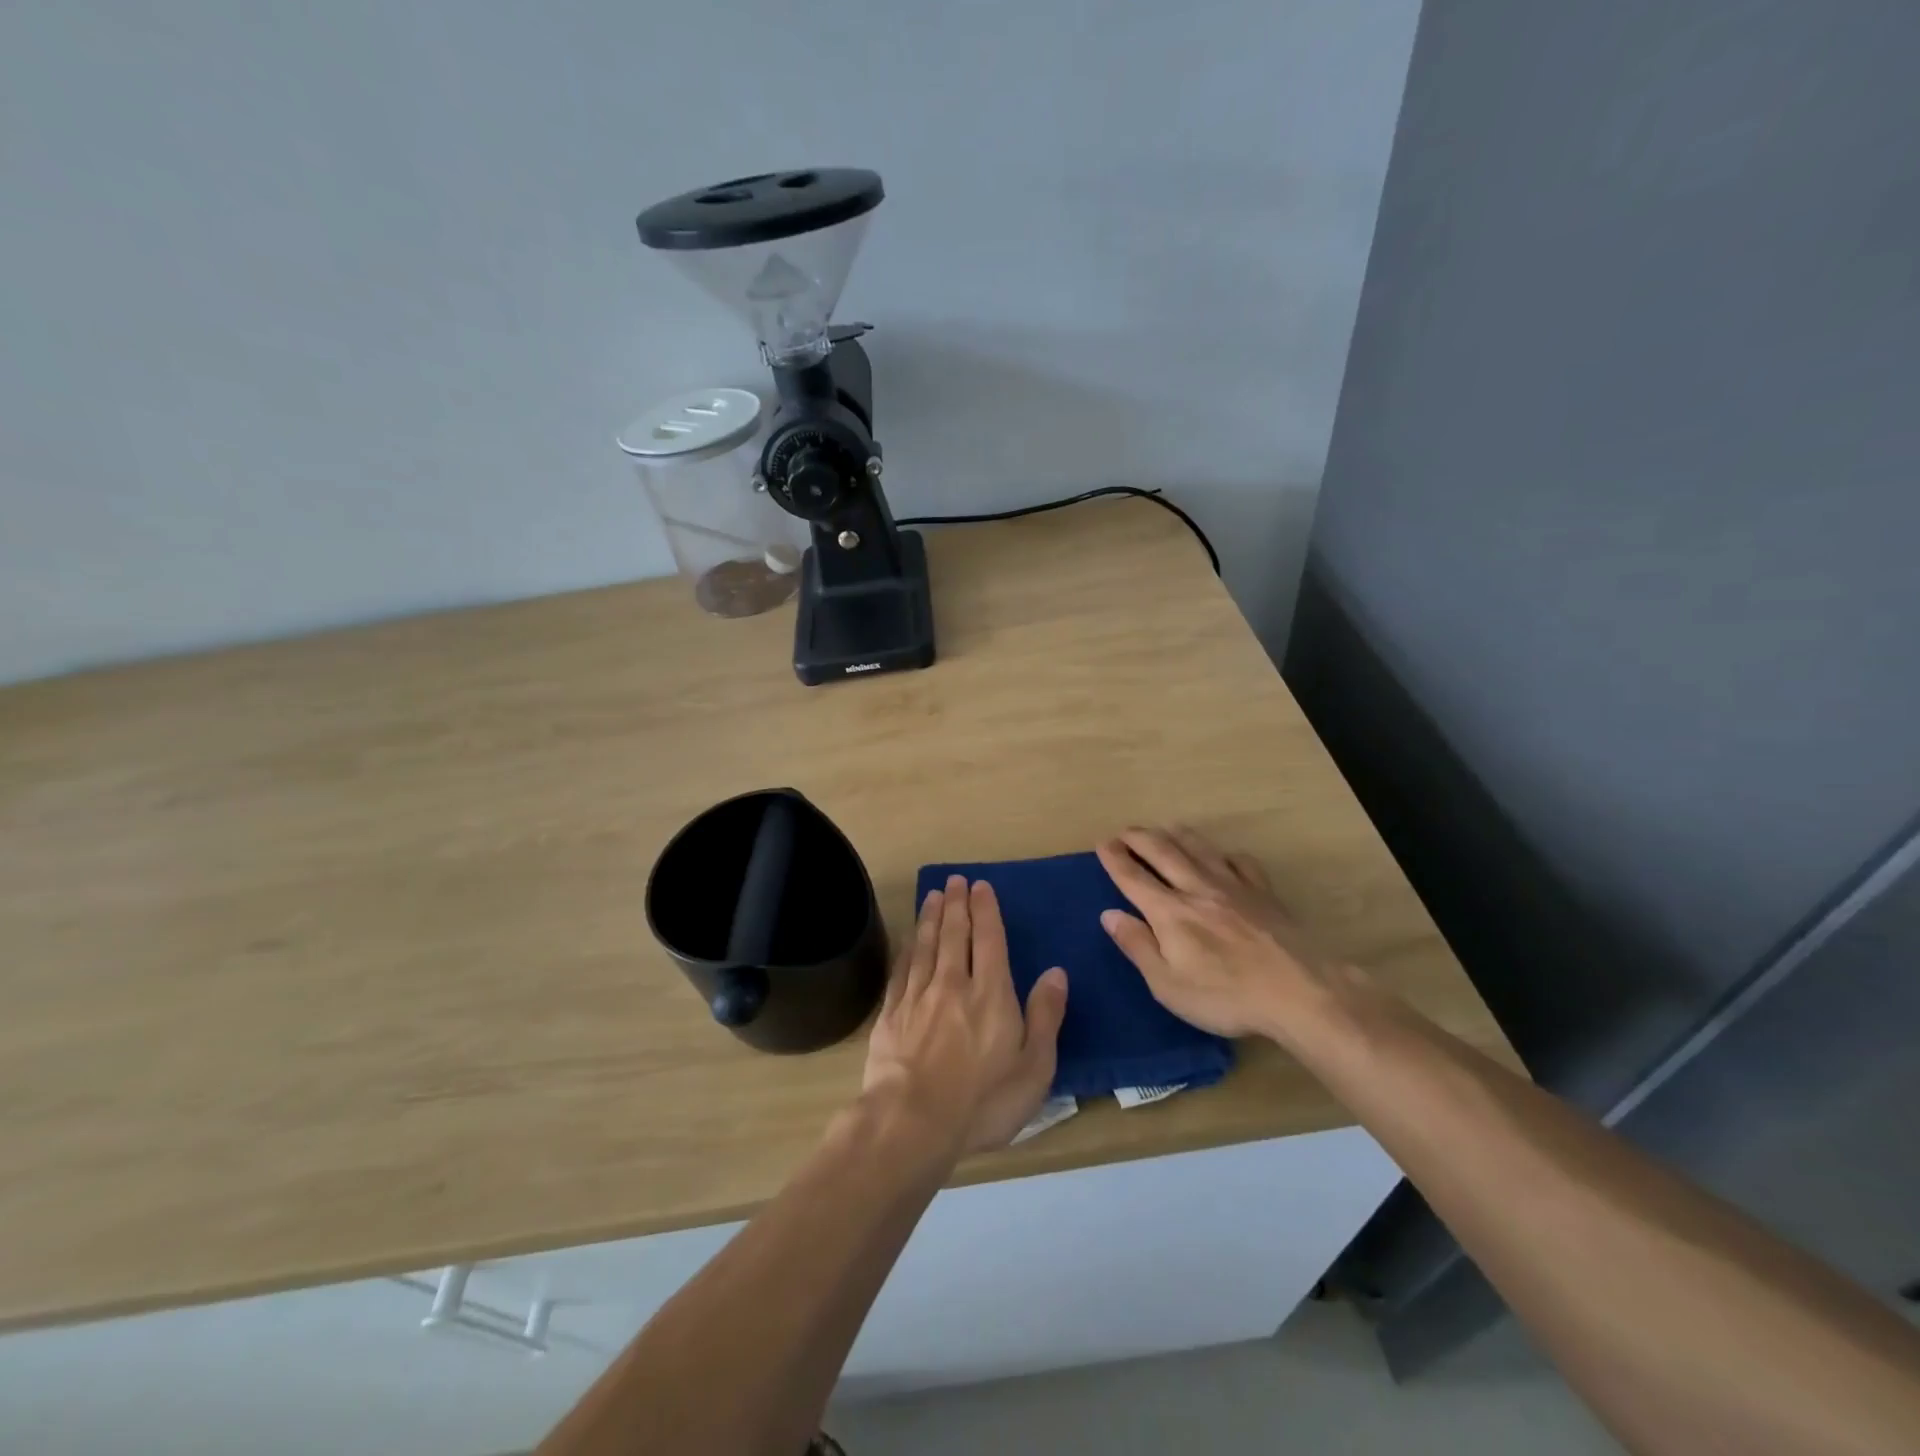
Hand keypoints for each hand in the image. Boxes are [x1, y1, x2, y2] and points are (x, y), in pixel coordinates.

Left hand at [862, 876, 1069, 1156]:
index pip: (988, 939)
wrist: (912, 1122)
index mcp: (990, 993)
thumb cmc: (983, 1100)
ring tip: (933, 895)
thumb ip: (1046, 1015)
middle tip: (955, 881)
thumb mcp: (1034, 1067)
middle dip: (956, 904)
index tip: (980, 886)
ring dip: (930, 917)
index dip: (985, 910)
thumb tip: (1056, 971)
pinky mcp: (892, 1014)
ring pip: (925, 945)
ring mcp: (918, 997)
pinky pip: (902, 969)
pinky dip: (907, 948)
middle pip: (953, 934)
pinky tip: (908, 939)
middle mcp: (953, 984)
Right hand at [1095, 827, 1344, 1040]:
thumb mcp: (1168, 985)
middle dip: (1140, 838)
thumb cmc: (1226, 997)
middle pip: (1163, 852)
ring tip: (1165, 827)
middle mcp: (1197, 889)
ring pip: (1199, 849)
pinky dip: (1225, 855)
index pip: (1133, 877)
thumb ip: (1137, 946)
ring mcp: (1234, 887)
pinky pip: (1241, 863)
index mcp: (1170, 912)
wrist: (1300, 992)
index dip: (1115, 858)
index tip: (1102, 844)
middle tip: (1125, 831)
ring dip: (1177, 834)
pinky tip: (1224, 857)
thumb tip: (1109, 914)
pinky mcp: (1264, 894)